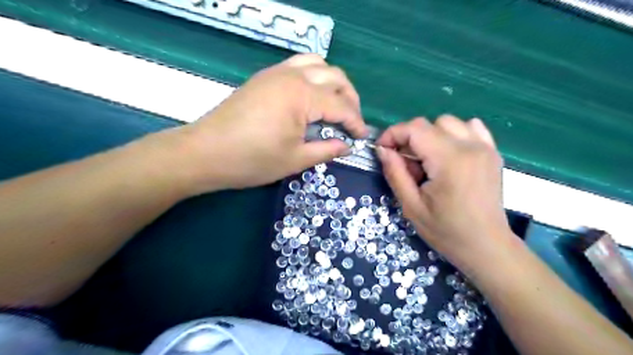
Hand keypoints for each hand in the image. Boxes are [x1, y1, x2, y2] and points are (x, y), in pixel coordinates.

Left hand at [172, 54, 366, 193]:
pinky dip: (314, 76)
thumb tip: (347, 146)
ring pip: (317, 64)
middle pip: (335, 76)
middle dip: (350, 98)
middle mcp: (292, 76)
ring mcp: (276, 73)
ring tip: (335, 105)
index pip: (341, 105)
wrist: (205, 152)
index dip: (355, 122)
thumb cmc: (252, 160)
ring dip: (333, 82)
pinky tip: (312, 97)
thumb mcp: (295, 159)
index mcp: (302, 95)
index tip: (361, 137)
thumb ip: (326, 150)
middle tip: (352, 121)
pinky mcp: (265, 77)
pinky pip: (298, 65)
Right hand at [375, 115, 513, 268]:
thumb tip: (382, 149)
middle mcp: (470, 147)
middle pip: (430, 123)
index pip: (415, 129)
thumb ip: (395, 173)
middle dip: (409, 138)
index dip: (393, 134)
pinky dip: (454, 134)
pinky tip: (449, 154)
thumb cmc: (446, 231)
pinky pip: (471, 127)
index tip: (382, 149)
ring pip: (449, 122)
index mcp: (449, 160)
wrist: (486, 246)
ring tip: (427, 160)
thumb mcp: (411, 206)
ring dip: (431, 135)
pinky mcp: (492, 152)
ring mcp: (485, 147)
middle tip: (405, 163)